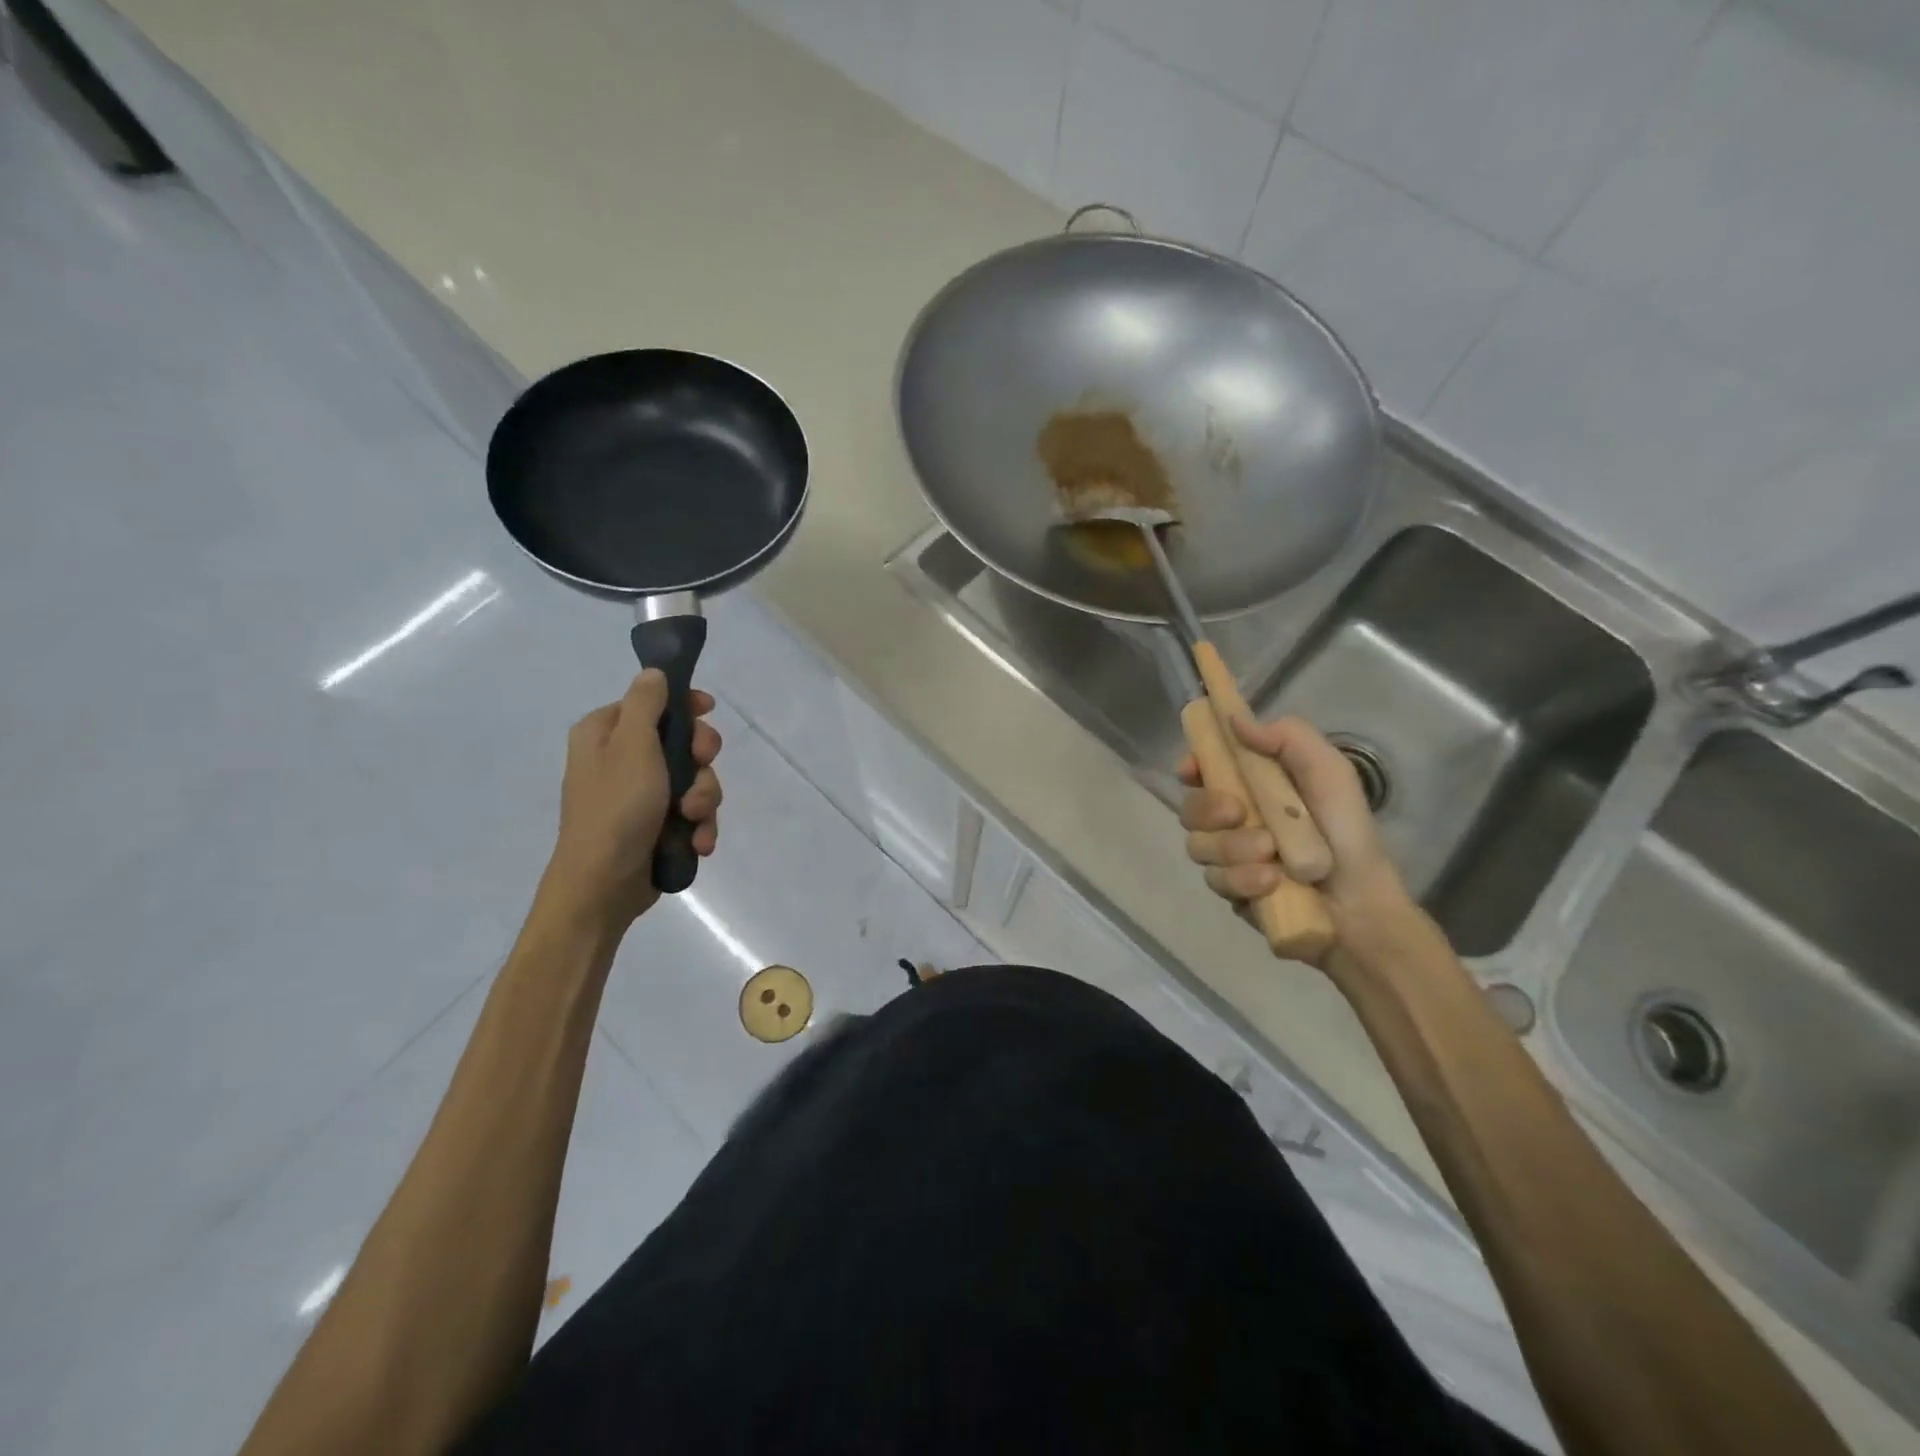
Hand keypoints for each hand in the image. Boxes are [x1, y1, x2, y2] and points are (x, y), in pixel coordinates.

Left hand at [541, 670, 722, 929]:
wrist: (603, 886)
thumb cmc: (616, 808)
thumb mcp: (633, 746)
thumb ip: (647, 703)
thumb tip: (654, 672)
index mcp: (605, 734)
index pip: (652, 702)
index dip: (684, 706)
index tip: (708, 711)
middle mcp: (621, 760)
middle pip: (681, 741)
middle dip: (700, 761)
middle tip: (701, 769)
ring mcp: (641, 795)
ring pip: (694, 780)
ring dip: (703, 799)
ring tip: (693, 821)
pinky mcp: (657, 825)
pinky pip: (691, 813)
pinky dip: (698, 826)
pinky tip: (697, 842)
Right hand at [1178, 716, 1415, 961]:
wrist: (1361, 905)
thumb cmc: (1347, 831)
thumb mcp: (1329, 772)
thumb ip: (1288, 738)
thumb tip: (1233, 719)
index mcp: (1253, 784)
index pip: (1202, 768)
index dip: (1190, 766)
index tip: (1192, 770)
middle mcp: (1233, 818)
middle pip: (1189, 807)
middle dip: (1208, 809)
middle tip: (1239, 813)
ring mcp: (1228, 856)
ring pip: (1198, 845)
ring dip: (1234, 848)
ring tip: (1272, 858)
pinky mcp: (1230, 890)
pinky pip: (1214, 879)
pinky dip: (1242, 880)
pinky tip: (1271, 883)